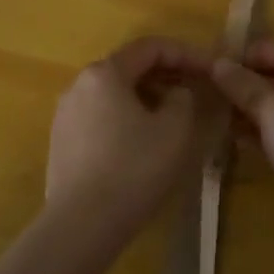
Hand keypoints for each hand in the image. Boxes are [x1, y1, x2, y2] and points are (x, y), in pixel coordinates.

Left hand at [45, 37, 213, 246]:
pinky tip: (142, 142)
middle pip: (129, 67)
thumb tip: (175, 94)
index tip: (211, 68)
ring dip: (146, 97)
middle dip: (166, 74)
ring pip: (114, 93)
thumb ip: (182, 99)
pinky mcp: (61, 142)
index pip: (151, 47)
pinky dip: (126, 117)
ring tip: (173, 116)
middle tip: (196, 90)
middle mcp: (79, 84)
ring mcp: (65, 114)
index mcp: (105, 73)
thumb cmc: (133, 169)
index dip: (186, 53)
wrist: (80, 226)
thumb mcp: (174, 130)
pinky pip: (101, 116)